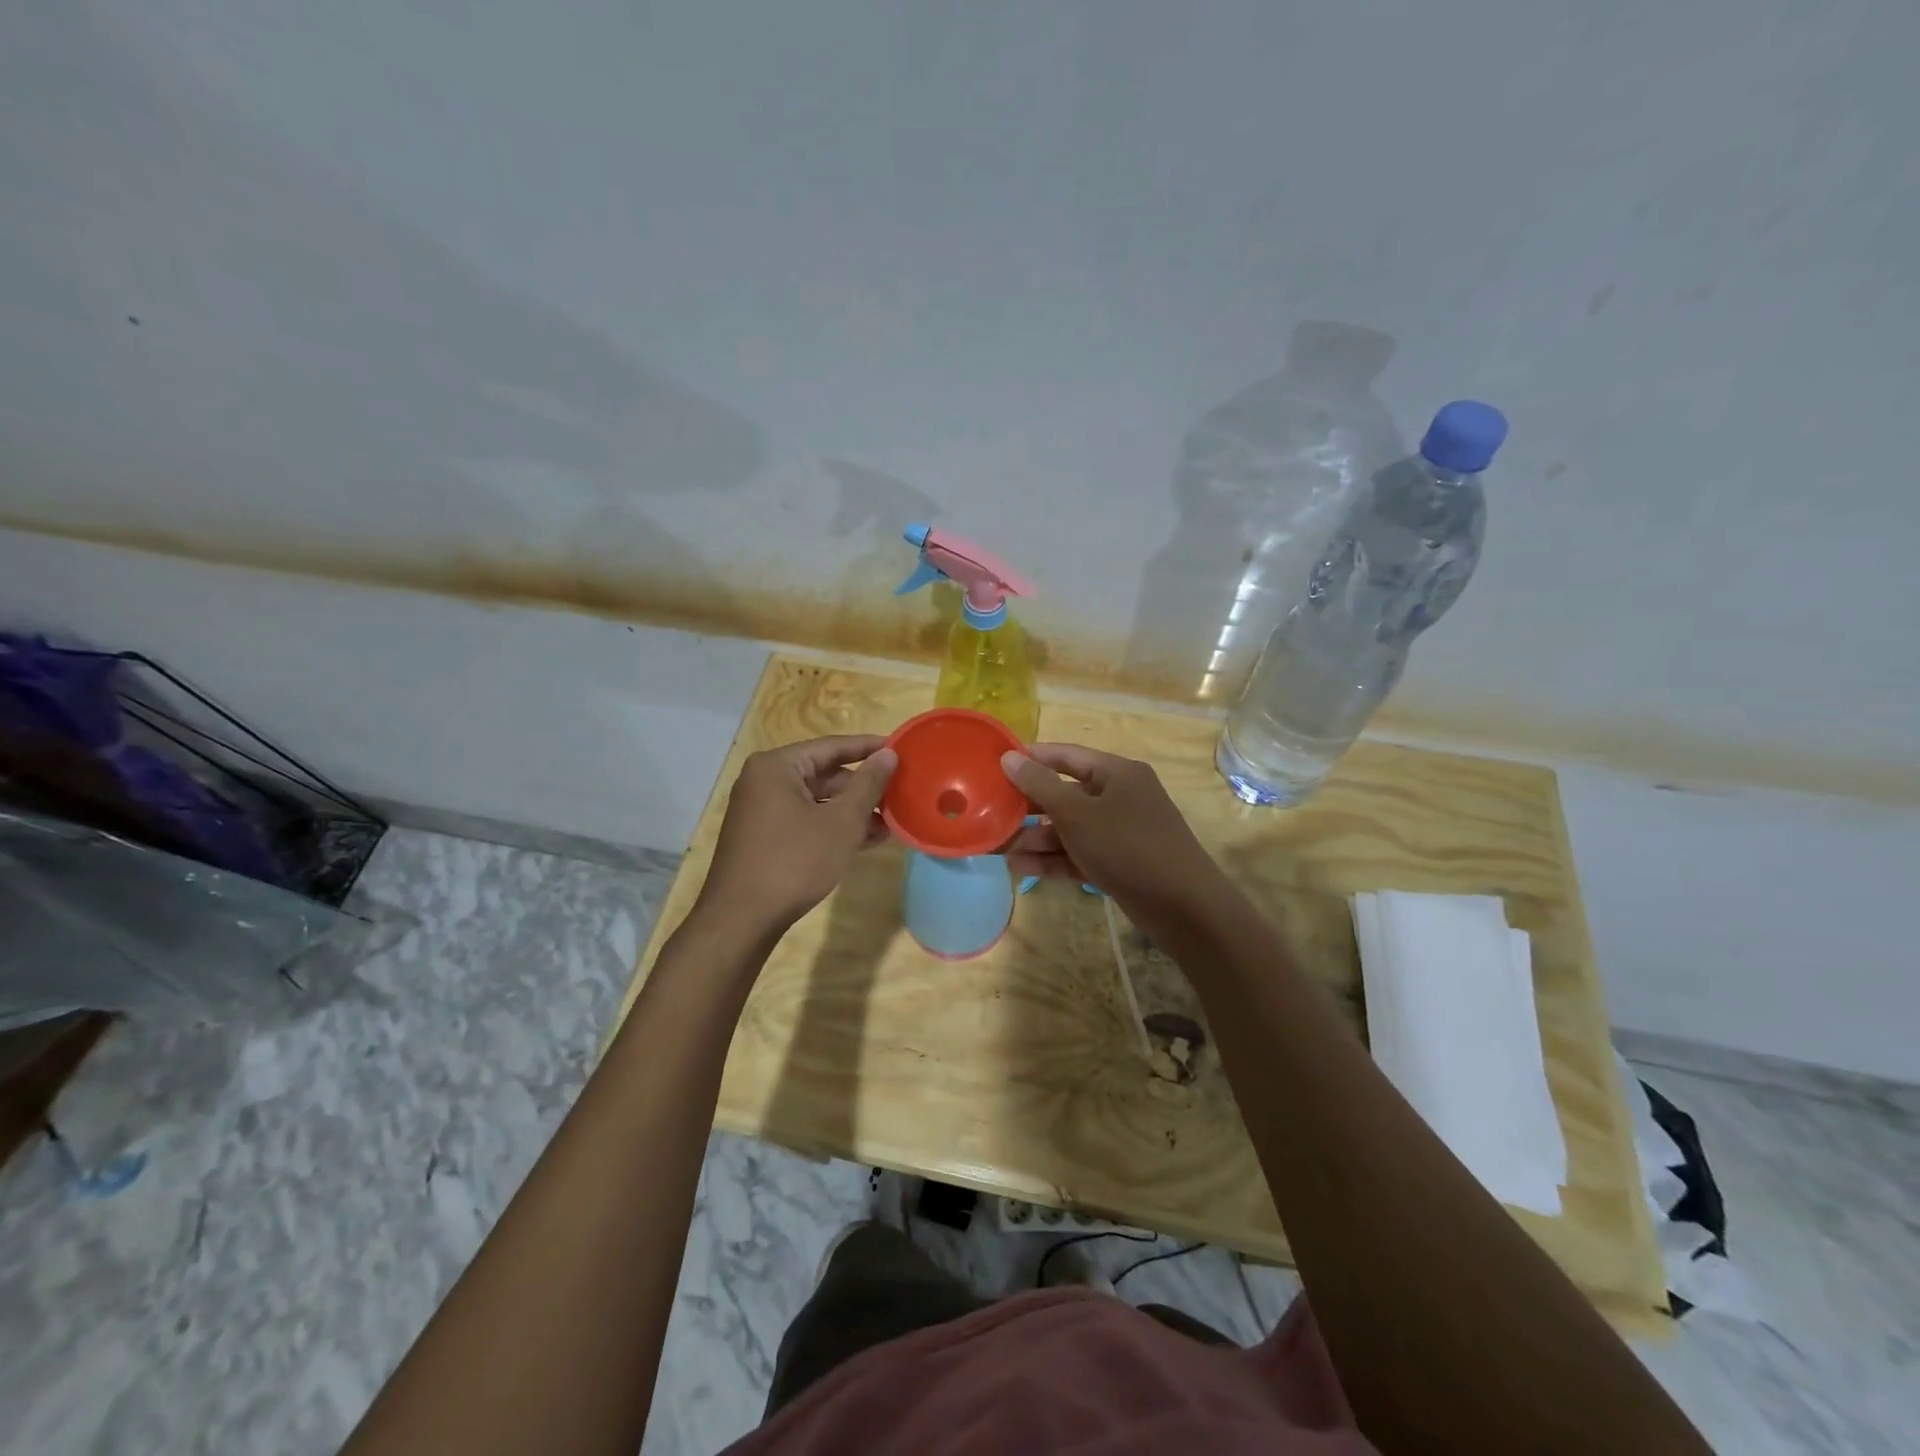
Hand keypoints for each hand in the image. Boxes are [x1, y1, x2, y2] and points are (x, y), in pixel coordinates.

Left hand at [697, 735, 896, 933]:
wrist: (742, 919)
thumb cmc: (795, 861)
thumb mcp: (841, 821)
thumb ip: (868, 784)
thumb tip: (889, 753)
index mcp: (777, 766)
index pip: (832, 746)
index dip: (869, 748)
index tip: (901, 749)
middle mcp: (764, 781)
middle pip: (824, 774)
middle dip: (863, 788)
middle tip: (900, 794)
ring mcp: (761, 810)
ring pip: (817, 800)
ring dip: (852, 811)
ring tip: (890, 823)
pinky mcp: (764, 836)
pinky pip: (805, 820)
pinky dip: (833, 827)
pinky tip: (865, 840)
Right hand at [1001, 744, 1222, 917]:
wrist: (1184, 907)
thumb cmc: (1128, 847)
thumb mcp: (1078, 814)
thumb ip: (1040, 786)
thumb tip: (1009, 758)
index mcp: (1117, 773)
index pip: (1067, 755)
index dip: (1031, 758)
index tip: (996, 765)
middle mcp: (1120, 797)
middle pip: (1065, 794)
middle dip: (1029, 807)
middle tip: (991, 814)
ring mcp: (1121, 832)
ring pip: (1070, 829)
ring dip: (1036, 838)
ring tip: (998, 849)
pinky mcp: (1119, 863)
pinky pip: (1079, 854)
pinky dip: (1053, 860)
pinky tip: (1020, 868)